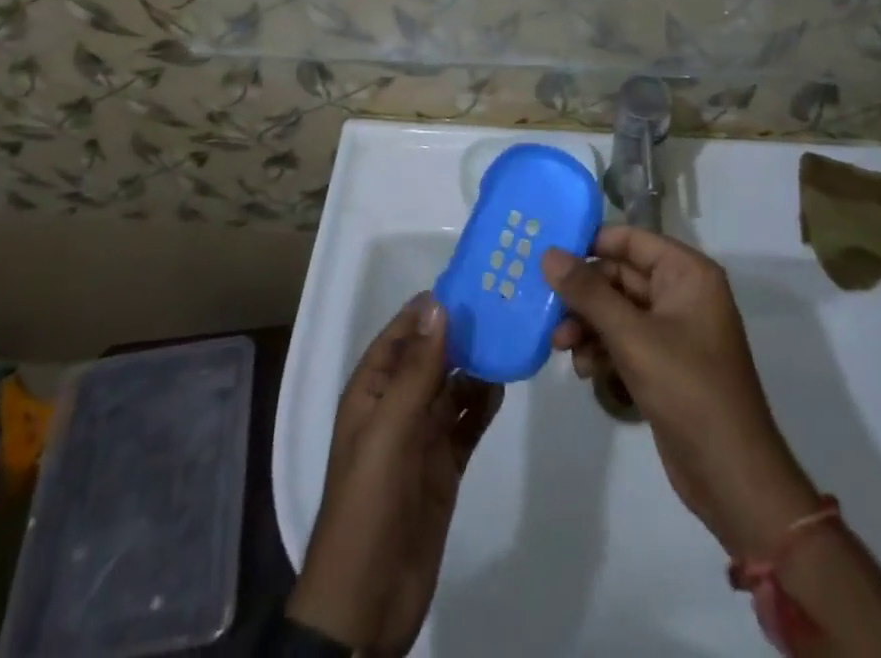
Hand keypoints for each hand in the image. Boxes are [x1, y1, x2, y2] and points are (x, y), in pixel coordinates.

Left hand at [288, 294, 502, 655]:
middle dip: (462, 331)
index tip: (472, 281)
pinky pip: (468, 421)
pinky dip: (483, 402)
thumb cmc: (369, 502)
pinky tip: (505, 384)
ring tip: (511, 338)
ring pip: (453, 385)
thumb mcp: (389, 429)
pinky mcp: (445, 464)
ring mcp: (422, 435)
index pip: (403, 333)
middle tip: (504, 304)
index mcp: (373, 389)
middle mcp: (397, 404)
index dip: (432, 307)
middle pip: (432, 355)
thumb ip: (416, 369)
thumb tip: (438, 303)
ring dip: (477, 364)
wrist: (368, 599)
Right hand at [543, 227, 819, 558]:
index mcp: (687, 273)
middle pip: (619, 276)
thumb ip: (588, 293)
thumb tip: (548, 254)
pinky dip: (601, 349)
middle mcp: (682, 293)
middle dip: (583, 296)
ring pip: (617, 310)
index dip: (590, 243)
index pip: (630, 239)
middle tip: (548, 313)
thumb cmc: (688, 390)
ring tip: (561, 347)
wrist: (732, 476)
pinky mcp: (664, 363)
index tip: (548, 255)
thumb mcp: (632, 337)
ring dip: (587, 325)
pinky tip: (583, 369)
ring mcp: (673, 330)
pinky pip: (624, 340)